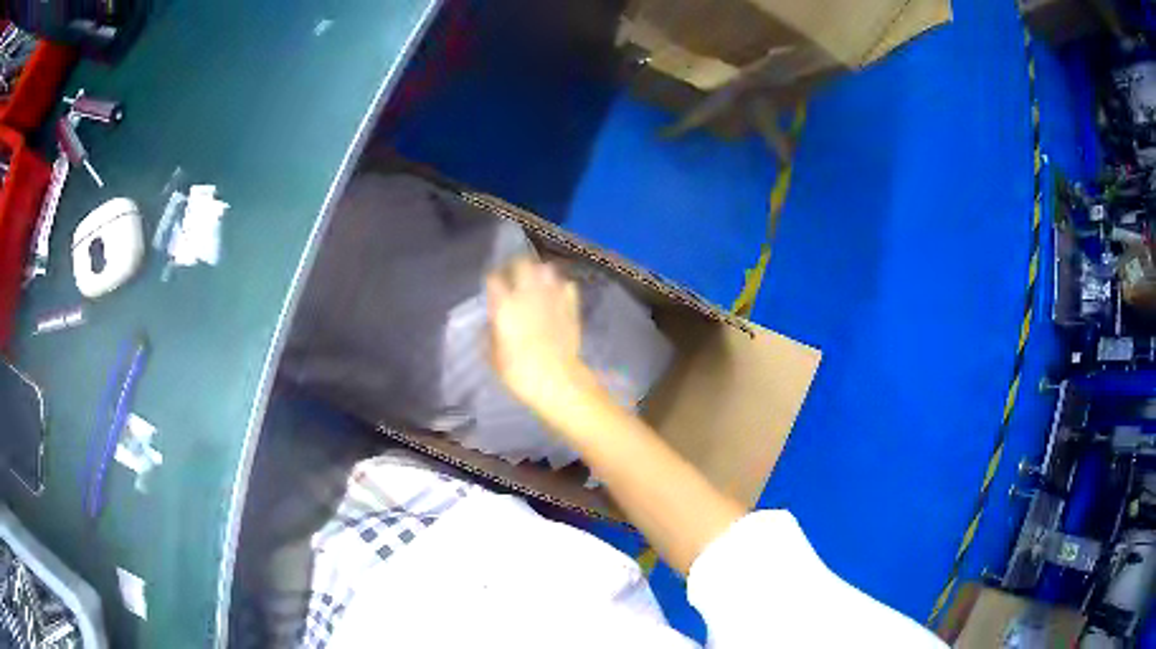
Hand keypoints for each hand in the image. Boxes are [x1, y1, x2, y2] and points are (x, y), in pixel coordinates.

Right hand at [486, 258, 589, 409]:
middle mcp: (528, 295)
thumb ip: (489, 335)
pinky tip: (557, 294)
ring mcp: (552, 298)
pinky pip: (567, 286)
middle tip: (513, 274)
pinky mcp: (571, 307)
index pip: (494, 279)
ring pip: (546, 270)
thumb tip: (490, 324)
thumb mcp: (494, 358)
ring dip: (539, 273)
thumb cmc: (519, 373)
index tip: (491, 285)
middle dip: (515, 266)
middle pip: (521, 264)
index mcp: (505, 306)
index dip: (491, 280)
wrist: (558, 380)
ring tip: (536, 281)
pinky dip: (561, 287)